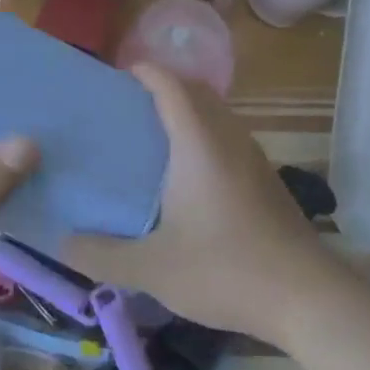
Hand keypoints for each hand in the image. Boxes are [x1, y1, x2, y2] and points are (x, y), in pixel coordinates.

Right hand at [65, 63, 331, 343]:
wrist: (308, 298)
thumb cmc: (225, 269)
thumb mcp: (152, 269)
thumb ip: (101, 255)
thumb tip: (61, 242)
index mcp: (199, 144)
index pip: (171, 85)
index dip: (144, 72)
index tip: (114, 78)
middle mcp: (229, 140)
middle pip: (196, 92)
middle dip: (162, 88)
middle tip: (124, 110)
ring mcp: (254, 159)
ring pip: (216, 116)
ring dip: (186, 113)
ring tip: (149, 139)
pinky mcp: (266, 181)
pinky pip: (228, 140)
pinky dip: (203, 137)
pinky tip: (186, 178)